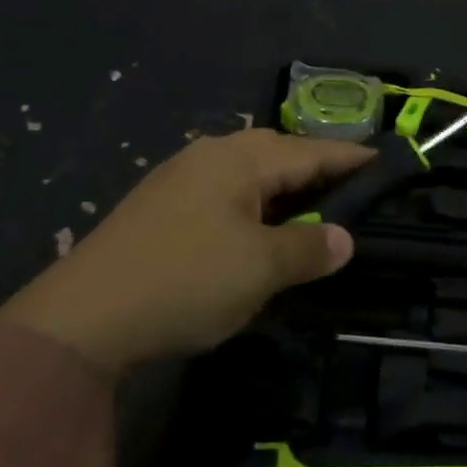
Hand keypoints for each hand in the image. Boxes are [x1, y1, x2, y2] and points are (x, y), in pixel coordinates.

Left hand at [0, 130, 370, 374]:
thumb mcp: (259, 269)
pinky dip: (250, 205)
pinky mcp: (159, 205)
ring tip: (307, 212)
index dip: (350, 158)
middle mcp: (211, 154)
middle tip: (349, 192)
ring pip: (247, 173)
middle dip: (315, 170)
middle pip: (278, 153)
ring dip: (280, 189)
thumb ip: (308, 248)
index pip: (311, 151)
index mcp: (240, 158)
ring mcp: (180, 177)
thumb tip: (344, 238)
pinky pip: (222, 192)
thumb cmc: (185, 280)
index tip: (384, 162)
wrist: (82, 315)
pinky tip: (251, 230)